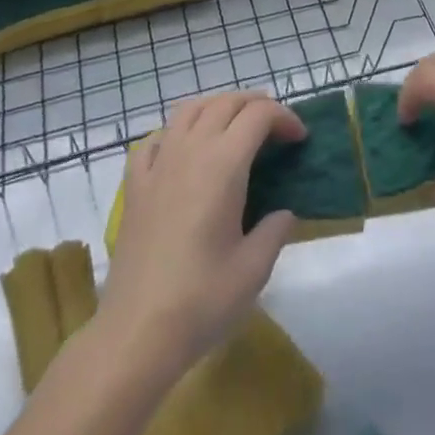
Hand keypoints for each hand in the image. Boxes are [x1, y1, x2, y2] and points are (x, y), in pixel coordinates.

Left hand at [98, 92, 305, 377]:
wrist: (136, 331)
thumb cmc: (201, 300)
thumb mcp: (254, 270)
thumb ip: (274, 231)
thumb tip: (283, 213)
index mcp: (223, 164)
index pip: (258, 115)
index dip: (284, 118)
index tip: (300, 139)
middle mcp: (190, 150)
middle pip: (225, 102)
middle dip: (255, 104)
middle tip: (275, 128)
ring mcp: (158, 163)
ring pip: (189, 109)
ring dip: (217, 106)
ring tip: (234, 125)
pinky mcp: (135, 184)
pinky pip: (156, 138)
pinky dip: (176, 132)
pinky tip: (183, 150)